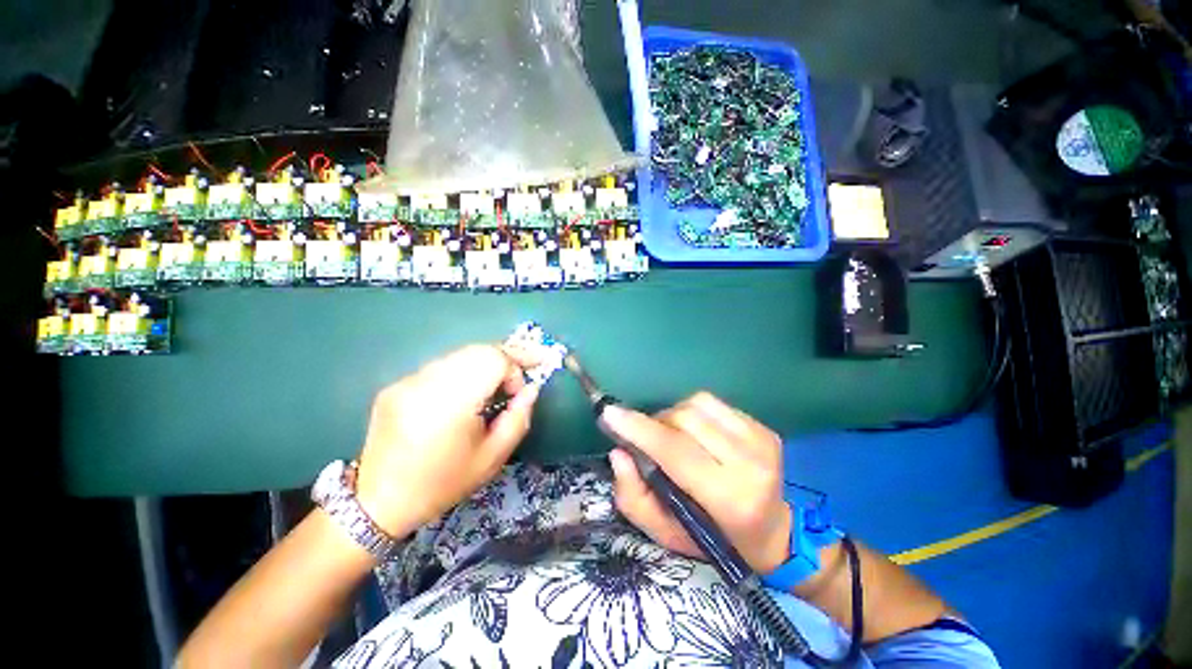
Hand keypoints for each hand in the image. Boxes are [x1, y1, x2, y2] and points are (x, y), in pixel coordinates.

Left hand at [354, 345, 540, 537]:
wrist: (379, 502)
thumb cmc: (444, 483)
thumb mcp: (493, 457)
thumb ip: (519, 418)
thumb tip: (531, 388)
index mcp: (451, 403)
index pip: (493, 358)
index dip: (514, 368)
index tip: (518, 391)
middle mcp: (426, 383)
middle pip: (477, 349)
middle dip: (504, 360)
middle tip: (515, 380)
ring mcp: (407, 380)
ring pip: (459, 354)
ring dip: (483, 364)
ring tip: (492, 387)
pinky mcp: (396, 384)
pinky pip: (440, 366)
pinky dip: (461, 372)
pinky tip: (461, 396)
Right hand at [602, 392, 792, 574]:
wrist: (771, 532)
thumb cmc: (711, 538)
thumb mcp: (664, 532)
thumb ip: (634, 496)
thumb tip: (619, 452)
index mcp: (728, 498)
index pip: (675, 451)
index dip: (640, 429)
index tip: (609, 412)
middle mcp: (750, 464)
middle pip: (684, 419)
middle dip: (656, 424)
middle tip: (649, 440)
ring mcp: (761, 440)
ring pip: (697, 403)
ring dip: (674, 416)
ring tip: (675, 437)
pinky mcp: (764, 427)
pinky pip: (712, 403)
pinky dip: (694, 412)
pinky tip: (697, 433)